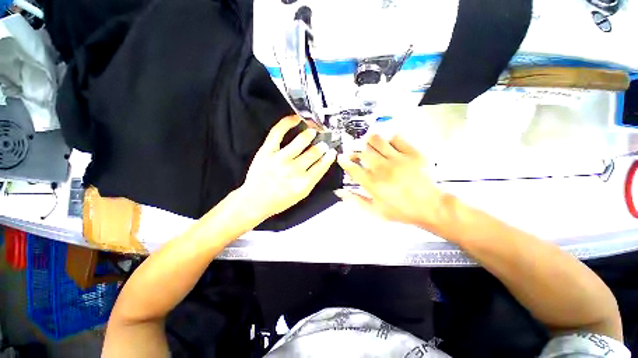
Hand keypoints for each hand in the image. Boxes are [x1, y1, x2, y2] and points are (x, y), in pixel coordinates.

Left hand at [239, 115, 337, 220]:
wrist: (255, 201)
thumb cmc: (280, 200)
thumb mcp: (301, 194)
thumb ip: (313, 179)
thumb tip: (322, 162)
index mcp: (303, 183)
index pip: (321, 166)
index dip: (329, 157)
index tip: (332, 151)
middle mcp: (293, 170)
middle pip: (313, 153)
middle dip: (321, 146)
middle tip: (324, 142)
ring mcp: (279, 159)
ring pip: (301, 141)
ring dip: (310, 134)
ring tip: (314, 131)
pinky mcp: (266, 151)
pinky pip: (278, 132)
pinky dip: (288, 122)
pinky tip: (296, 118)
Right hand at [336, 134, 455, 233]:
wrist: (431, 207)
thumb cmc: (401, 211)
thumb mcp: (375, 211)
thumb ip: (355, 200)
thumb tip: (339, 192)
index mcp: (373, 184)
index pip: (352, 168)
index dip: (344, 161)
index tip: (341, 157)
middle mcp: (383, 169)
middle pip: (363, 152)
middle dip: (355, 151)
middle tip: (356, 154)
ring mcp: (398, 159)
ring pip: (377, 141)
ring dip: (369, 141)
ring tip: (369, 145)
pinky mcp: (413, 153)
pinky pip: (397, 138)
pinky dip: (389, 139)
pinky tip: (388, 145)